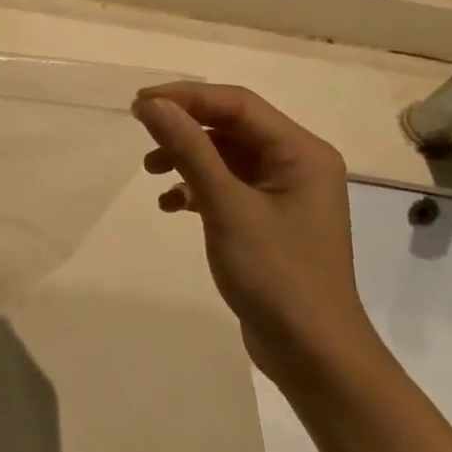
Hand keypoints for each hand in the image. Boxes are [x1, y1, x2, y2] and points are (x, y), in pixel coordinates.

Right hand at [132, 83, 380, 387]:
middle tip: (139, 129)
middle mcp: (296, 164)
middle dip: (184, 126)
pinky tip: (171, 205)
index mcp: (301, 152)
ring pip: (225, 156)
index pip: (237, 104)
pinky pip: (226, 186)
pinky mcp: (267, 220)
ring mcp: (282, 193)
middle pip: (231, 127)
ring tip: (151, 171)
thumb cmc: (276, 274)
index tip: (138, 105)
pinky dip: (195, 188)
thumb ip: (189, 150)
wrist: (313, 354)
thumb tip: (152, 105)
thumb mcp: (226, 206)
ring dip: (186, 157)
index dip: (186, 97)